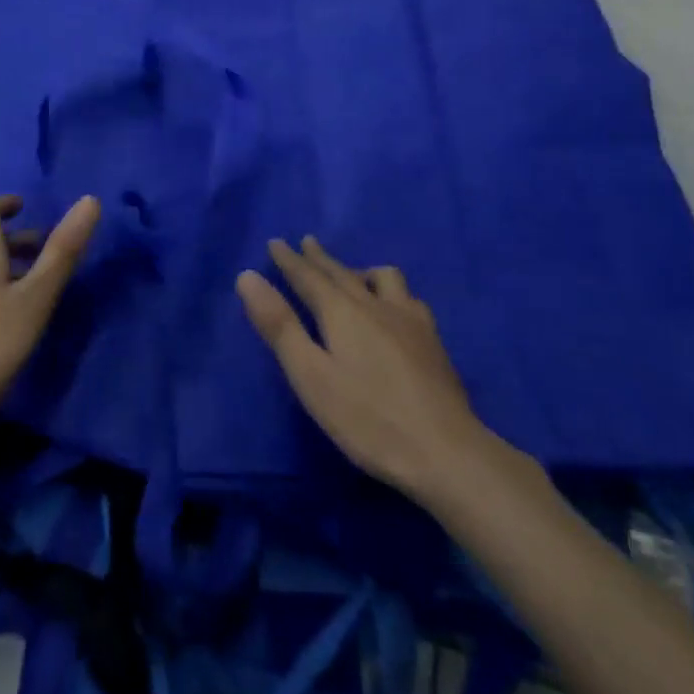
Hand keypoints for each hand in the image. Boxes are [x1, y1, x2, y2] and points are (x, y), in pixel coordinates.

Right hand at [238, 237, 511, 502]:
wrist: (445, 451)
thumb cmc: (368, 419)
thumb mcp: (311, 376)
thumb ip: (279, 326)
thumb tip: (248, 276)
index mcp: (342, 312)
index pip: (309, 277)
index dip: (289, 260)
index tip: (275, 242)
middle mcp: (375, 304)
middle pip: (342, 273)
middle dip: (320, 258)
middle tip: (306, 243)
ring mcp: (409, 319)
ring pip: (383, 278)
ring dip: (361, 270)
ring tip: (354, 276)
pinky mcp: (432, 340)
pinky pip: (408, 298)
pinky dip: (391, 292)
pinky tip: (397, 308)